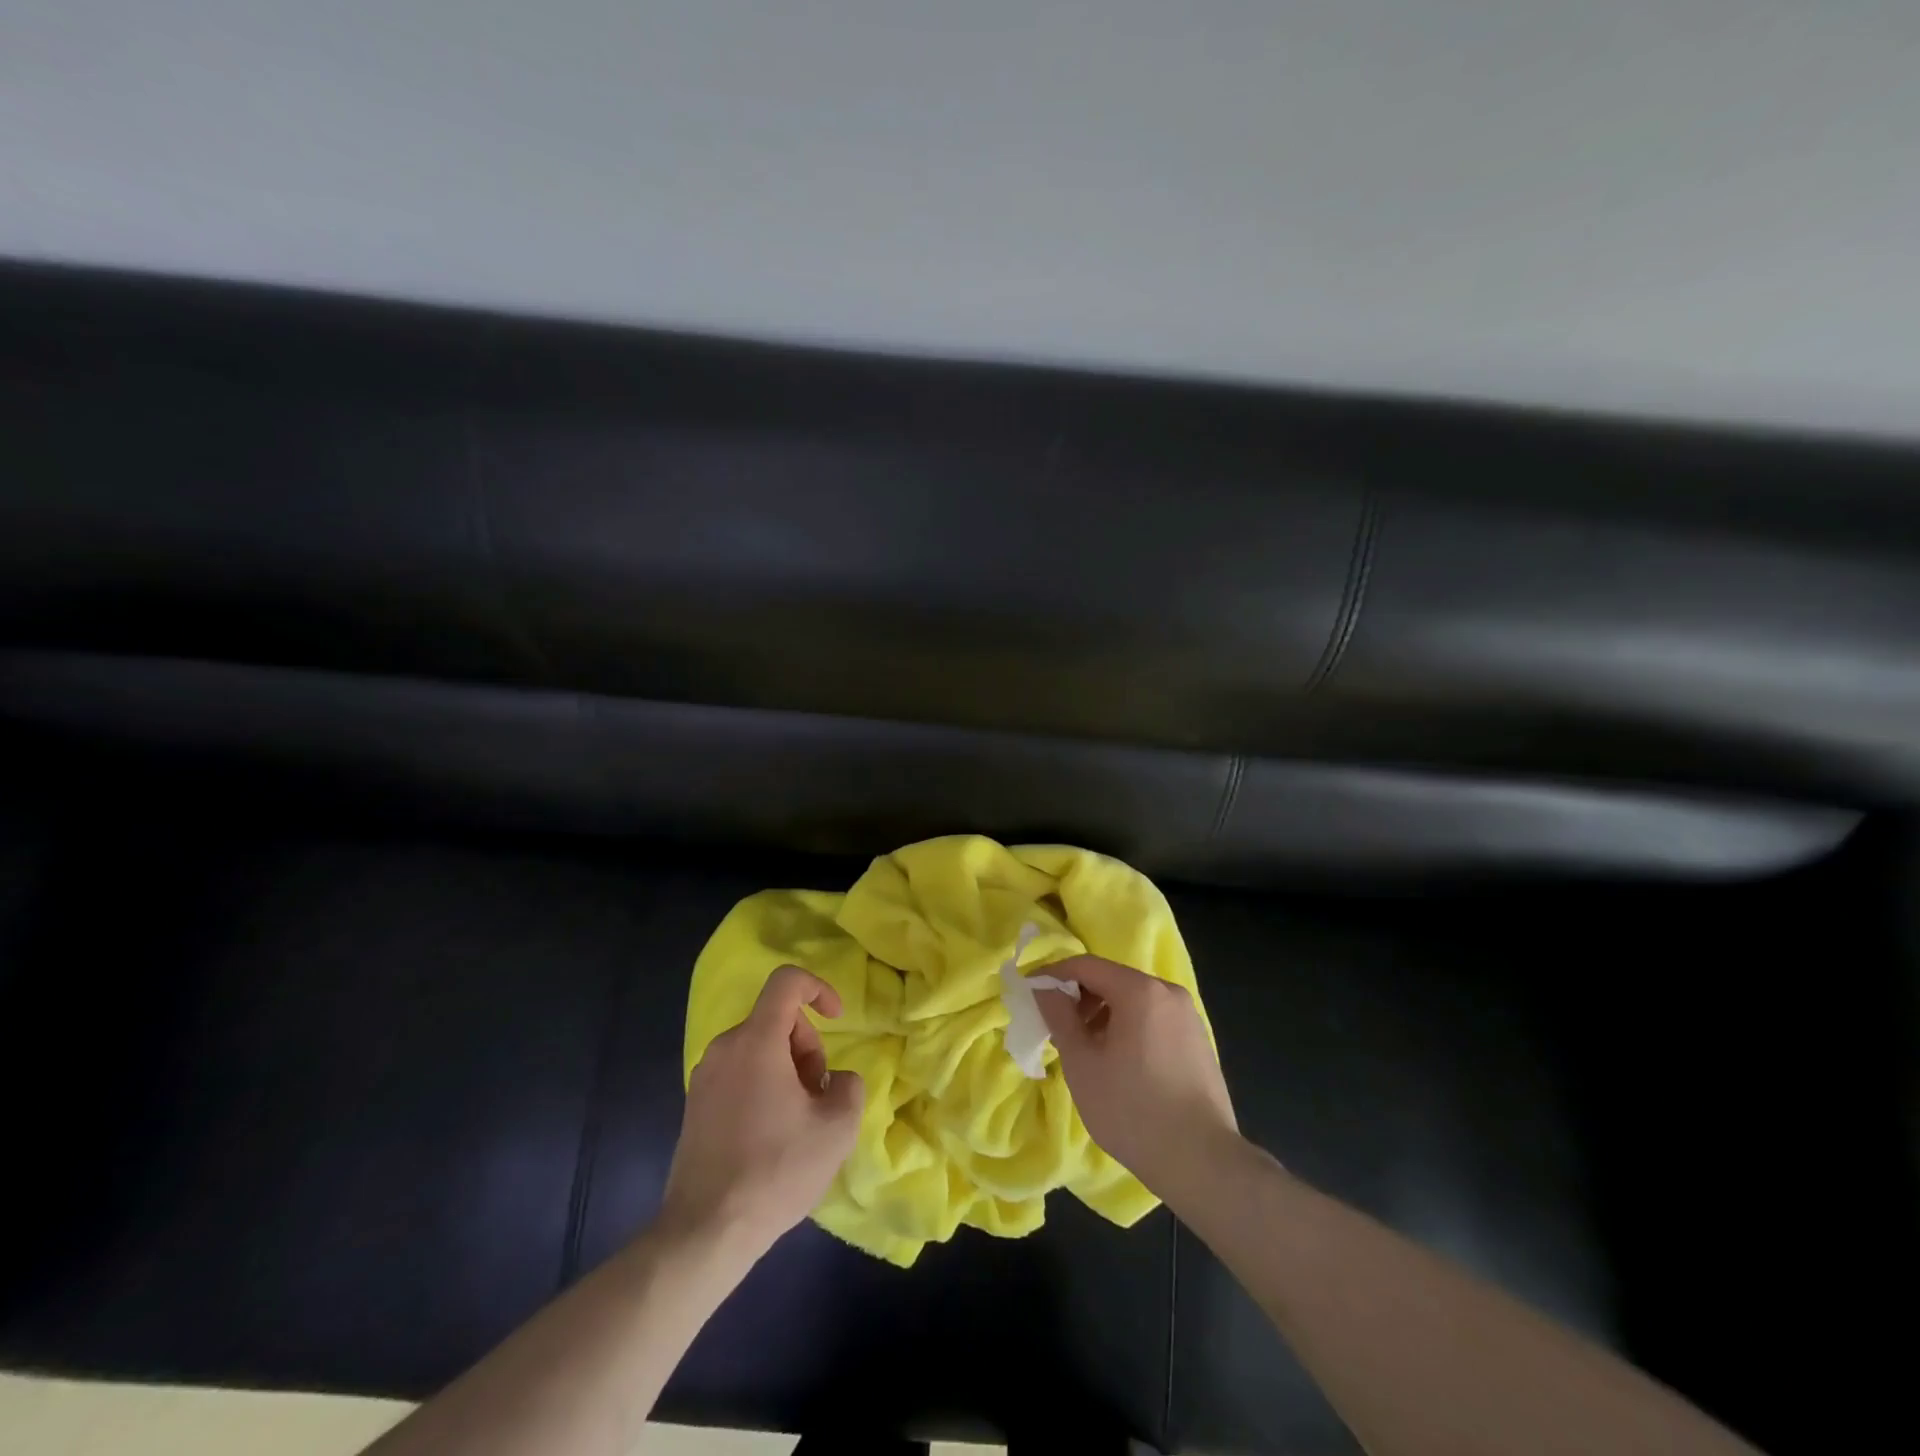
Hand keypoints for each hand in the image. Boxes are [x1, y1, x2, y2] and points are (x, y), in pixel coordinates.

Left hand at [661, 965, 864, 1258]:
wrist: (706, 1232)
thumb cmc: (776, 1170)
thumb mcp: (837, 1128)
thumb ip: (850, 1086)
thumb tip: (837, 1081)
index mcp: (757, 1041)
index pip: (787, 981)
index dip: (819, 988)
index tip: (838, 1019)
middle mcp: (725, 1047)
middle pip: (776, 1020)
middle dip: (807, 1047)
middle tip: (818, 1095)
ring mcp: (704, 1077)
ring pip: (759, 1048)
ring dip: (787, 1070)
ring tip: (797, 1122)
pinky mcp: (695, 1105)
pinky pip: (740, 1074)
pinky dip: (764, 1087)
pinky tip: (771, 1136)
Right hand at [1036, 956, 1237, 1201]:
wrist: (1202, 1162)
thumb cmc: (1132, 1109)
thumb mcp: (1082, 1062)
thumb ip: (1059, 1015)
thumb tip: (1044, 986)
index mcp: (1140, 990)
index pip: (1086, 965)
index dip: (1054, 974)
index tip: (1030, 992)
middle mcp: (1168, 992)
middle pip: (1113, 979)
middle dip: (1080, 997)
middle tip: (1058, 1028)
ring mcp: (1188, 1016)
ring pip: (1134, 1000)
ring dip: (1104, 1014)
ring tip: (1087, 1049)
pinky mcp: (1199, 1041)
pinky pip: (1153, 1019)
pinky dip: (1128, 1027)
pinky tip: (1119, 1063)